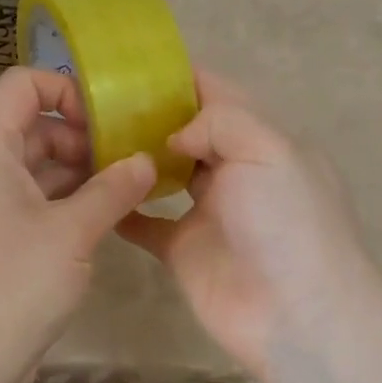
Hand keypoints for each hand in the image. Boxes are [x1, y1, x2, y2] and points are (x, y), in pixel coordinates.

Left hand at [0, 66, 154, 382]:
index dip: (65, 89)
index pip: (21, 85)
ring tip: (126, 187)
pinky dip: (65, 200)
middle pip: (32, 126)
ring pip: (35, 166)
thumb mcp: (72, 232)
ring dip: (78, 171)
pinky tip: (104, 215)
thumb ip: (113, 189)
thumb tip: (146, 161)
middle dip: (81, 136)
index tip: (106, 121)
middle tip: (128, 159)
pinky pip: (31, 200)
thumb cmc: (14, 283)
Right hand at [117, 71, 381, 379]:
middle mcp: (234, 170)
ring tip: (84, 136)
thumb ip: (221, 122)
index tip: (129, 65)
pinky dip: (123, 208)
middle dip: (147, 115)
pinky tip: (92, 189)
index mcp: (262, 140)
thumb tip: (173, 134)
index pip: (218, 94)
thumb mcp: (269, 151)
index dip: (179, 76)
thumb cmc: (289, 224)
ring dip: (133, 157)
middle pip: (186, 132)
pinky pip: (145, 222)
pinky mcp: (182, 248)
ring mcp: (207, 211)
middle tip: (94, 101)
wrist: (297, 316)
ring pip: (163, 172)